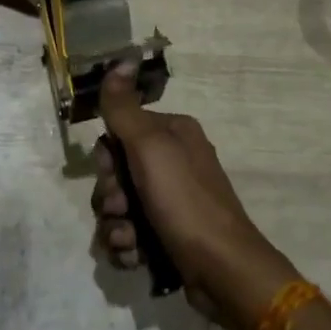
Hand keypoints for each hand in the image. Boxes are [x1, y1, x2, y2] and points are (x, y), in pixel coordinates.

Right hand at [93, 64, 299, 329]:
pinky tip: (136, 258)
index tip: (115, 176)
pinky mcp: (167, 236)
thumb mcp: (150, 146)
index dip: (108, 159)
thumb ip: (124, 107)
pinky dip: (127, 247)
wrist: (222, 271)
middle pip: (115, 174)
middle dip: (110, 198)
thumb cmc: (185, 201)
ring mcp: (170, 201)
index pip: (119, 133)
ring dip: (115, 227)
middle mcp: (172, 162)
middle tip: (123, 211)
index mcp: (172, 133)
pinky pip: (129, 235)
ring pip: (118, 208)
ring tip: (130, 242)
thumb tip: (121, 58)